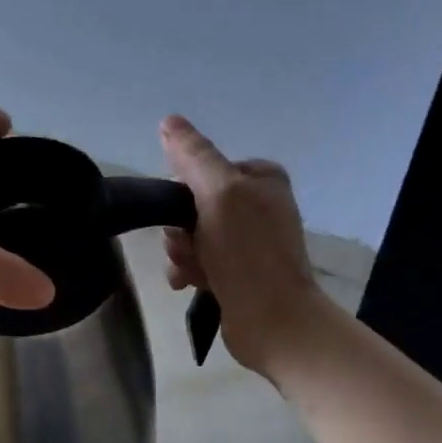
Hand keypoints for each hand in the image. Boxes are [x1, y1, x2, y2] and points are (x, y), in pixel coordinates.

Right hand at [159, 115, 324, 375]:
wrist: (272, 320)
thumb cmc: (247, 252)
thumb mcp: (219, 192)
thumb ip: (193, 155)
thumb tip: (169, 122)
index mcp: (261, 178)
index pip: (204, 168)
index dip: (184, 189)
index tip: (181, 211)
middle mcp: (257, 205)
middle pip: (193, 204)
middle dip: (180, 228)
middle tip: (187, 247)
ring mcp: (248, 241)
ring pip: (191, 235)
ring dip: (182, 252)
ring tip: (190, 270)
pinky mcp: (238, 272)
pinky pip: (199, 260)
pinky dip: (189, 270)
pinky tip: (188, 284)